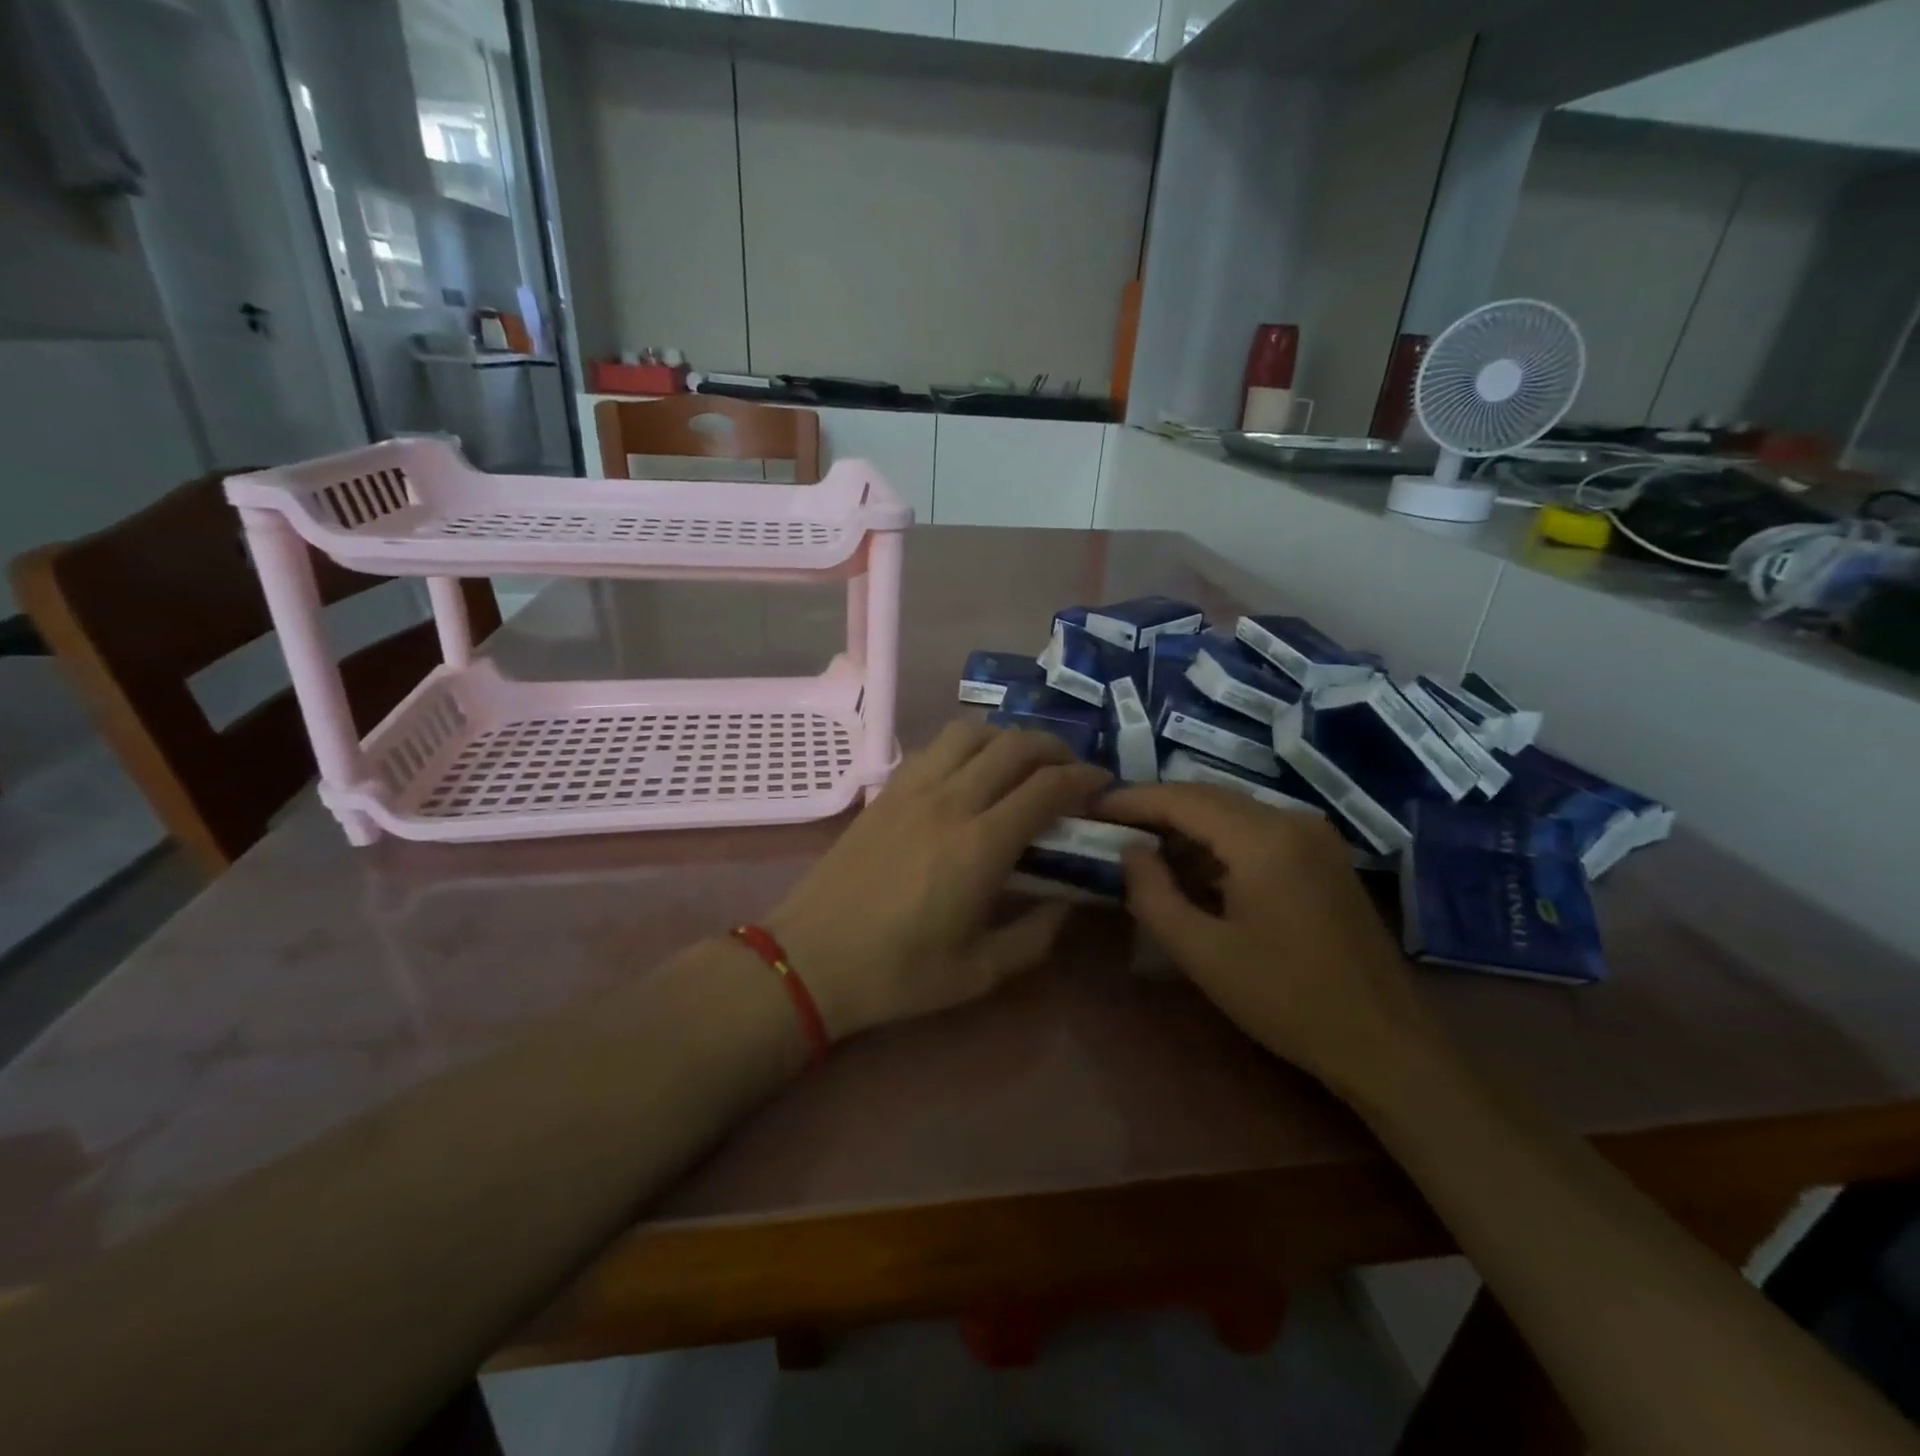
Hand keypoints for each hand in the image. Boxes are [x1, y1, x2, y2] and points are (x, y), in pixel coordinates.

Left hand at [767, 722, 1110, 1039]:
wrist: (811, 959)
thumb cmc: (898, 973)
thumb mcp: (980, 972)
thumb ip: (1037, 934)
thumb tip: (1071, 902)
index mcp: (980, 845)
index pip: (1046, 787)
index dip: (1084, 778)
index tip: (1103, 785)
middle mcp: (950, 801)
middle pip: (1014, 744)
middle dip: (1055, 748)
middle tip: (1072, 770)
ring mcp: (913, 789)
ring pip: (971, 731)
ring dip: (1008, 736)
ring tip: (1023, 762)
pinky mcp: (886, 790)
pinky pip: (936, 747)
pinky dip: (968, 745)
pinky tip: (971, 772)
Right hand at [1101, 784, 1439, 1101]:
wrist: (1384, 1042)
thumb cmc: (1285, 1000)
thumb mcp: (1202, 953)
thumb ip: (1153, 895)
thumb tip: (1130, 852)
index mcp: (1264, 839)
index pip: (1182, 798)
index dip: (1132, 799)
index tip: (1091, 806)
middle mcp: (1292, 820)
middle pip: (1207, 797)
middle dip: (1155, 808)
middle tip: (1108, 825)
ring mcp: (1314, 835)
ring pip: (1232, 812)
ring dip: (1186, 827)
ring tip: (1141, 849)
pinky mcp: (1323, 855)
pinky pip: (1256, 830)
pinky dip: (1217, 842)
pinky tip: (1193, 870)